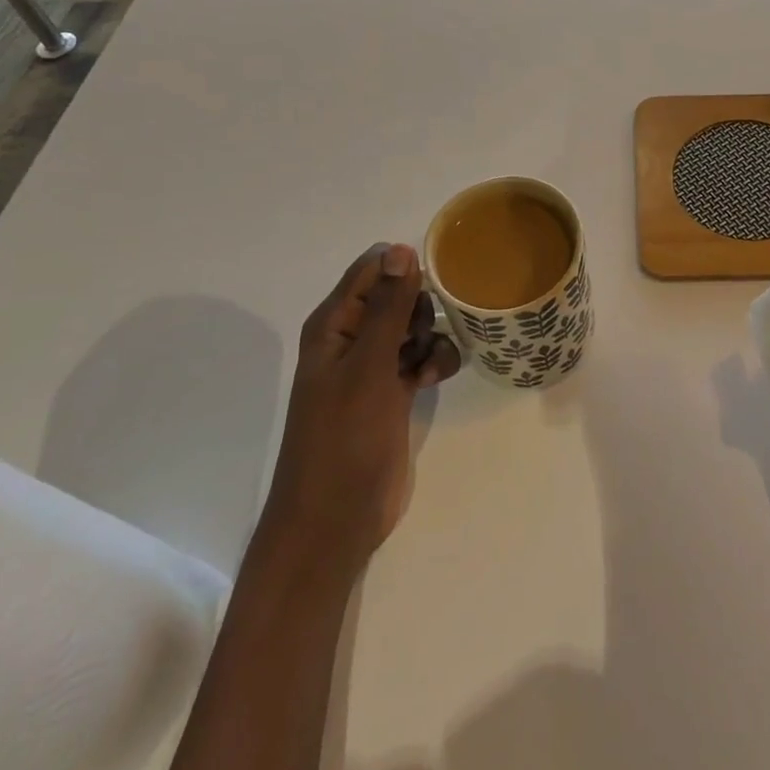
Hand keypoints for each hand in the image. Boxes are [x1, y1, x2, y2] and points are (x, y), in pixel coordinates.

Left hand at [264, 243, 461, 582]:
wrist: (336, 520)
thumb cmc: (344, 438)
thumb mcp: (368, 367)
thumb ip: (387, 308)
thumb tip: (400, 249)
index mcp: (333, 324)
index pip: (372, 270)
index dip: (404, 270)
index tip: (436, 283)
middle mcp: (350, 339)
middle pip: (398, 295)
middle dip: (420, 308)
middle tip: (419, 336)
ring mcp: (372, 368)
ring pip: (414, 327)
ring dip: (431, 337)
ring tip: (427, 365)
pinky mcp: (392, 394)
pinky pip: (421, 358)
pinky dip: (433, 362)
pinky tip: (434, 380)